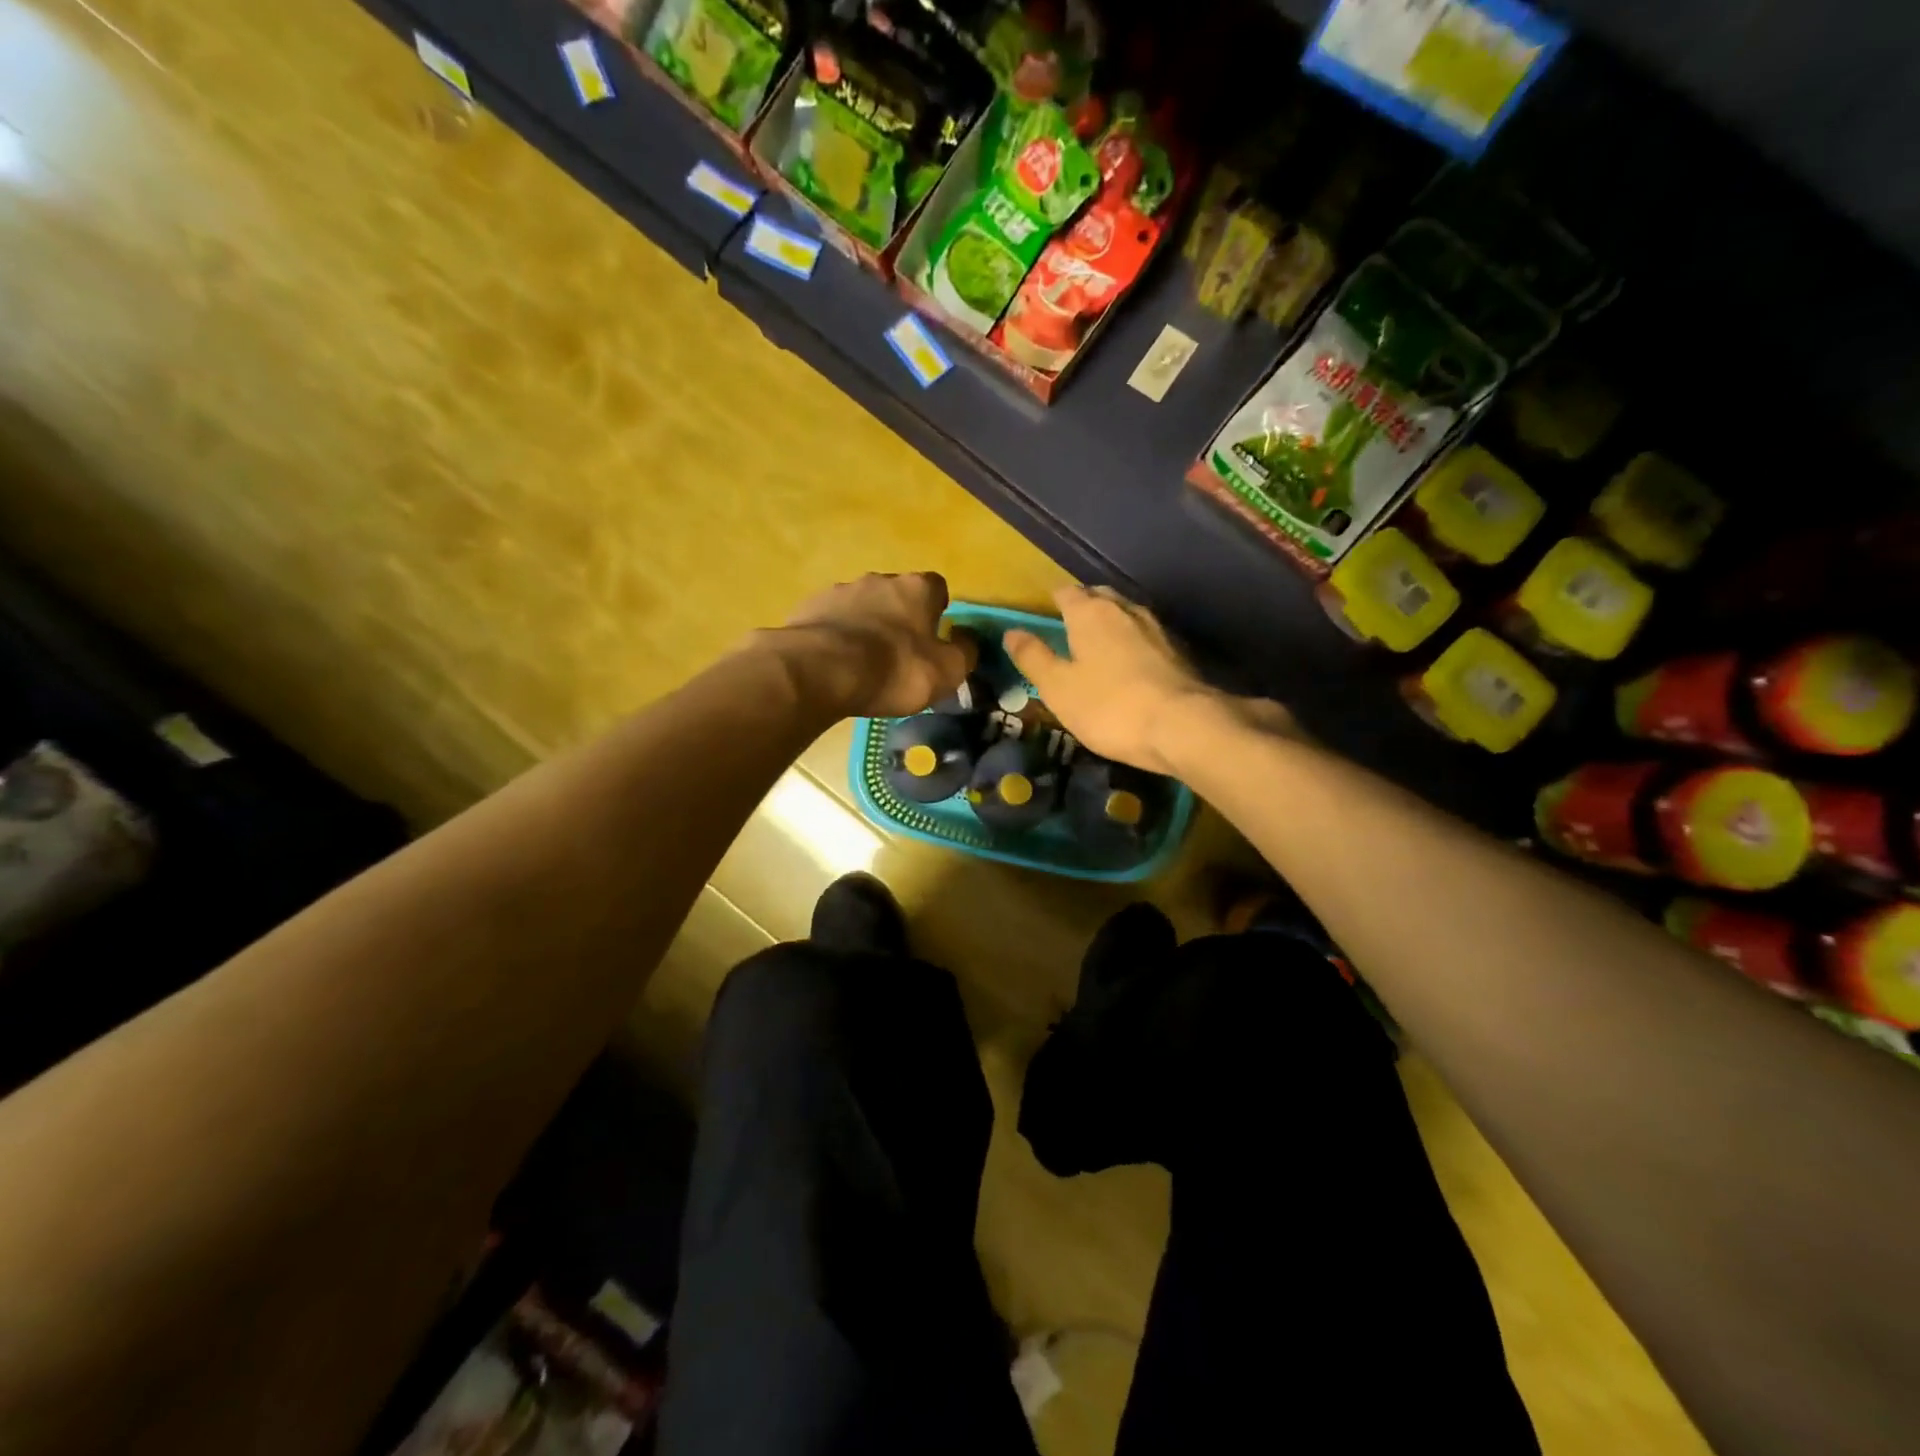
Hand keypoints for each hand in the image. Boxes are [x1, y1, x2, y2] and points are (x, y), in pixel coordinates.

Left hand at [761, 572, 976, 718]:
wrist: (821, 671)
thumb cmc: (895, 669)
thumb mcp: (947, 671)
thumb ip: (965, 652)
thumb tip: (967, 639)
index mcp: (917, 588)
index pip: (937, 588)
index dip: (938, 611)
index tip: (934, 636)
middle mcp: (879, 579)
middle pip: (897, 595)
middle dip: (899, 618)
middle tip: (899, 654)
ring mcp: (840, 591)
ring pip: (862, 606)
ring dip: (866, 626)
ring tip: (863, 663)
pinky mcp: (809, 608)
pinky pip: (832, 621)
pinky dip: (837, 637)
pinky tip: (835, 664)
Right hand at [1004, 586, 1293, 774]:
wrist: (1183, 727)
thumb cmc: (1109, 707)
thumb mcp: (1058, 688)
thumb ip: (1034, 658)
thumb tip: (1011, 632)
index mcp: (1091, 613)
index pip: (1067, 593)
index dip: (1054, 601)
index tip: (1045, 614)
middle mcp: (1125, 610)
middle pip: (1101, 597)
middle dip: (1085, 606)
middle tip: (1070, 628)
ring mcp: (1158, 629)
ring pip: (1127, 615)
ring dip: (1112, 624)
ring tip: (1099, 644)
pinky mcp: (1180, 652)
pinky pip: (1148, 637)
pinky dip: (1134, 643)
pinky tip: (1132, 664)